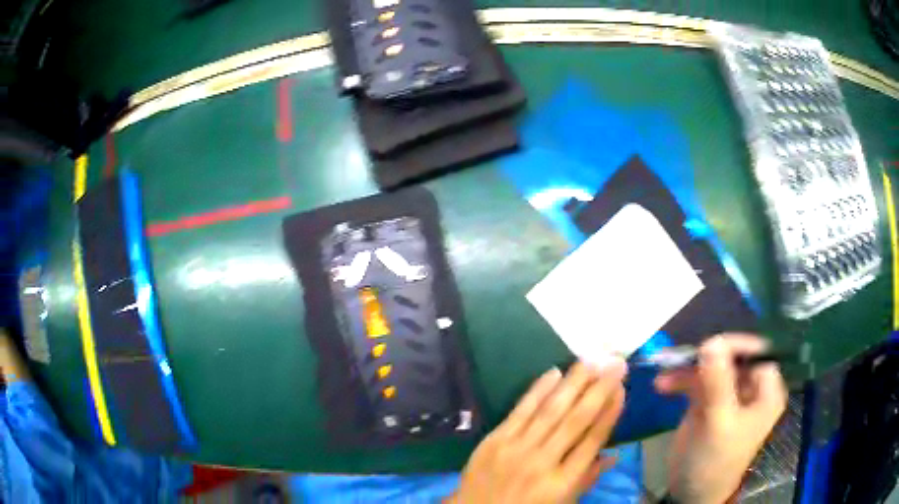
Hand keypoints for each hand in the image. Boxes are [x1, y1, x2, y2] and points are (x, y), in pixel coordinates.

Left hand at [451, 359, 626, 503]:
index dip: (610, 413)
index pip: (592, 441)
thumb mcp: (562, 503)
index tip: (622, 388)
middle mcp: (543, 462)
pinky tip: (553, 372)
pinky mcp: (494, 439)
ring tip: (591, 359)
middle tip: (616, 363)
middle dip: (599, 389)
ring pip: (551, 410)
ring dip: (573, 382)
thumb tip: (614, 454)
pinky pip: (520, 410)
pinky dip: (538, 390)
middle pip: (576, 420)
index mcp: (563, 482)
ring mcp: (516, 448)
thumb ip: (587, 479)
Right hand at [654, 334, 787, 503]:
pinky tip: (662, 385)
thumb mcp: (718, 422)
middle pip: (732, 358)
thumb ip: (718, 382)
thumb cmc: (714, 461)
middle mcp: (750, 389)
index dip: (737, 346)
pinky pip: (695, 382)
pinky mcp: (708, 403)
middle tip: (683, 357)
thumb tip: (712, 340)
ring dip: (688, 369)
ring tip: (664, 370)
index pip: (758, 354)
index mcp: (765, 392)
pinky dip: (679, 381)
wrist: (691, 493)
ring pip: (711, 367)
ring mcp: (728, 395)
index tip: (709, 346)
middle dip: (707, 356)